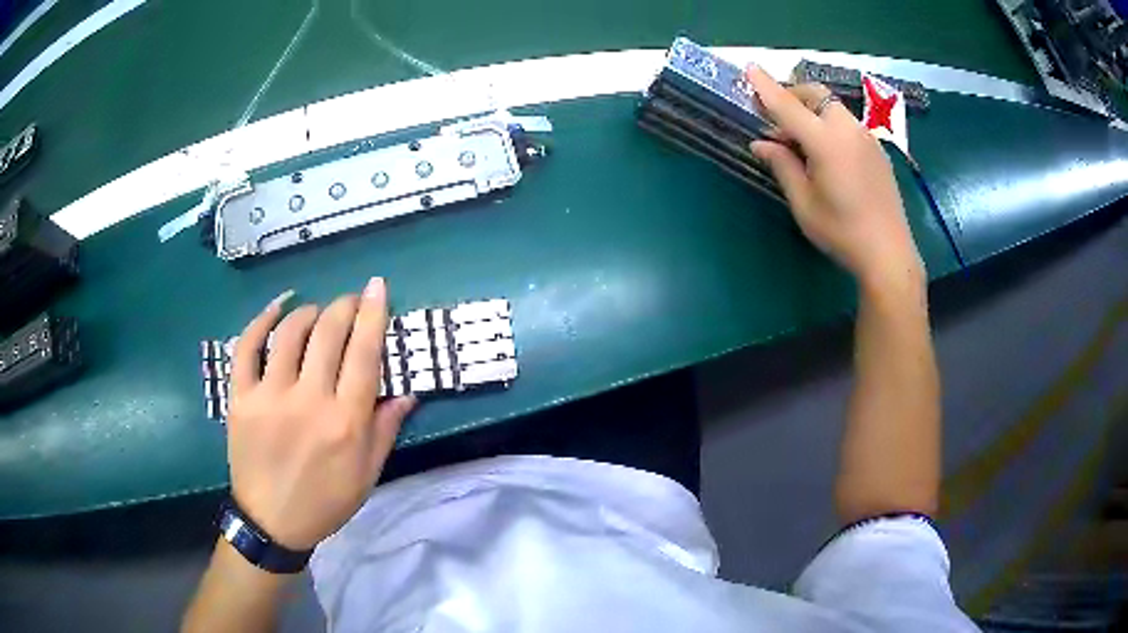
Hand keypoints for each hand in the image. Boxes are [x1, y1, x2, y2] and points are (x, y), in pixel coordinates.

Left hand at [227, 278, 415, 550]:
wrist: (271, 522)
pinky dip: (262, 318)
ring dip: (310, 311)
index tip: (377, 286)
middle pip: (328, 333)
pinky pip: (247, 346)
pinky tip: (278, 306)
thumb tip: (407, 392)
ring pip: (290, 332)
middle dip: (344, 305)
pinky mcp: (241, 397)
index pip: (363, 353)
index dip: (373, 313)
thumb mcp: (367, 474)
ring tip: (318, 312)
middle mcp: (308, 401)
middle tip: (350, 301)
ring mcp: (269, 396)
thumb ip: (385, 429)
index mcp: (345, 422)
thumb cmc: (325, 501)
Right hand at [745, 66, 923, 289]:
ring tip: (801, 144)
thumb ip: (782, 166)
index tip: (750, 69)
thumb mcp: (804, 203)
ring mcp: (867, 138)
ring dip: (812, 113)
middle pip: (815, 95)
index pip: (788, 106)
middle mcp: (848, 130)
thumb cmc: (842, 232)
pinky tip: (827, 155)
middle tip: (776, 122)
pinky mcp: (877, 150)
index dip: (766, 87)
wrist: (889, 254)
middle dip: (792, 97)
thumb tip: (761, 144)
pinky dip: (830, 126)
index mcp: (826, 142)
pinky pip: (848, 124)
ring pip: (833, 108)